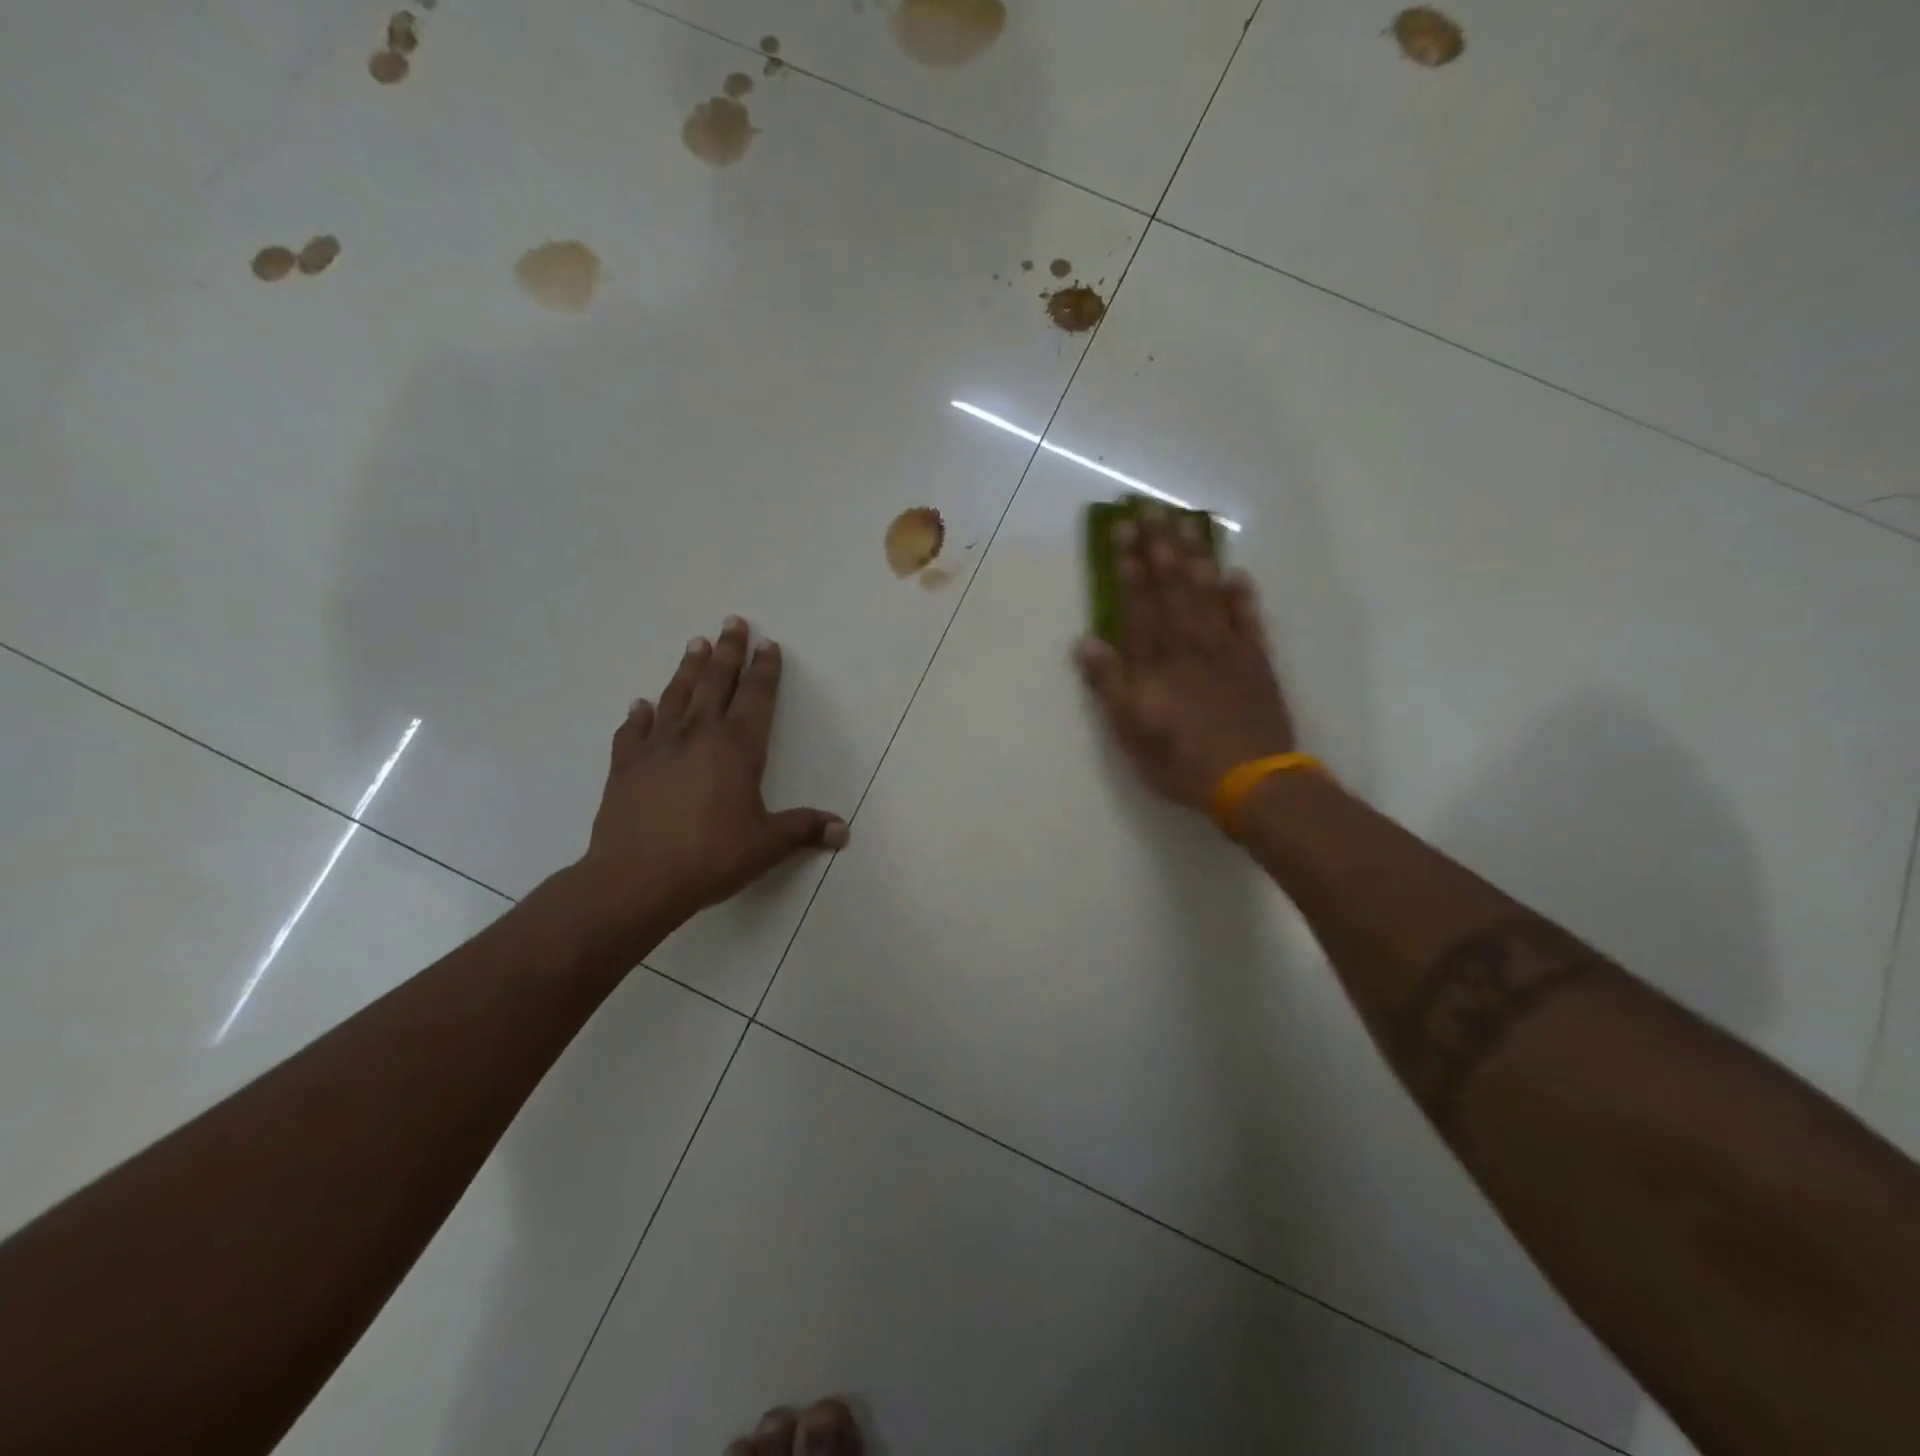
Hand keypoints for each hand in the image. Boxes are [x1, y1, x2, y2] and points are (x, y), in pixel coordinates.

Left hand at [566, 617, 847, 964]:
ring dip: (688, 669)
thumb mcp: (767, 844)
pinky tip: (641, 705)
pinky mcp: (626, 766)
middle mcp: (698, 735)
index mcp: (737, 747)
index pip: (757, 697)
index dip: (765, 670)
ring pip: (676, 695)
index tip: (768, 644)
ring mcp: (657, 747)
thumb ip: (804, 830)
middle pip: (716, 682)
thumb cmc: (711, 856)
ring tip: (696, 644)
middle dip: (728, 651)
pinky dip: (639, 716)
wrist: (636, 878)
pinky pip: (633, 732)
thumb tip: (843, 831)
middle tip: (733, 622)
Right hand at [1074, 509, 1296, 816]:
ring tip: (1188, 525)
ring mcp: (1227, 650)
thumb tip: (1085, 642)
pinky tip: (1238, 575)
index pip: (1138, 603)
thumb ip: (1110, 685)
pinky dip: (1243, 598)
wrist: (1252, 781)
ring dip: (1196, 559)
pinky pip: (1250, 622)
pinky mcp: (1257, 664)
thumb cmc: (1181, 760)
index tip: (1123, 529)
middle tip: (1153, 509)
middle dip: (1160, 547)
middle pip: (1172, 587)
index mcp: (1156, 661)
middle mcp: (1190, 645)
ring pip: (1208, 595)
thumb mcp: (1131, 731)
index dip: (1129, 566)